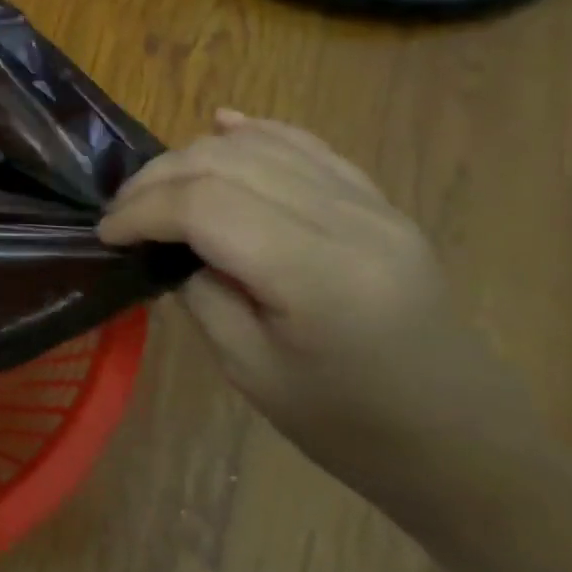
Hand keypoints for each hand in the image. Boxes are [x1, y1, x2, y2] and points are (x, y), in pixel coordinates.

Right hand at [99, 110, 537, 504]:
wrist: (463, 444)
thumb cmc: (348, 426)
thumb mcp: (251, 370)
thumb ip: (201, 292)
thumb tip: (166, 245)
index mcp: (319, 277)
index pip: (207, 206)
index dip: (143, 211)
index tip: (107, 235)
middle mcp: (350, 223)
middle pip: (228, 163)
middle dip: (157, 179)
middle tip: (122, 213)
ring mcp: (373, 206)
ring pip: (260, 145)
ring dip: (193, 157)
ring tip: (156, 189)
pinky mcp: (380, 203)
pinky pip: (306, 146)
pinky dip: (254, 133)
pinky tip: (222, 127)